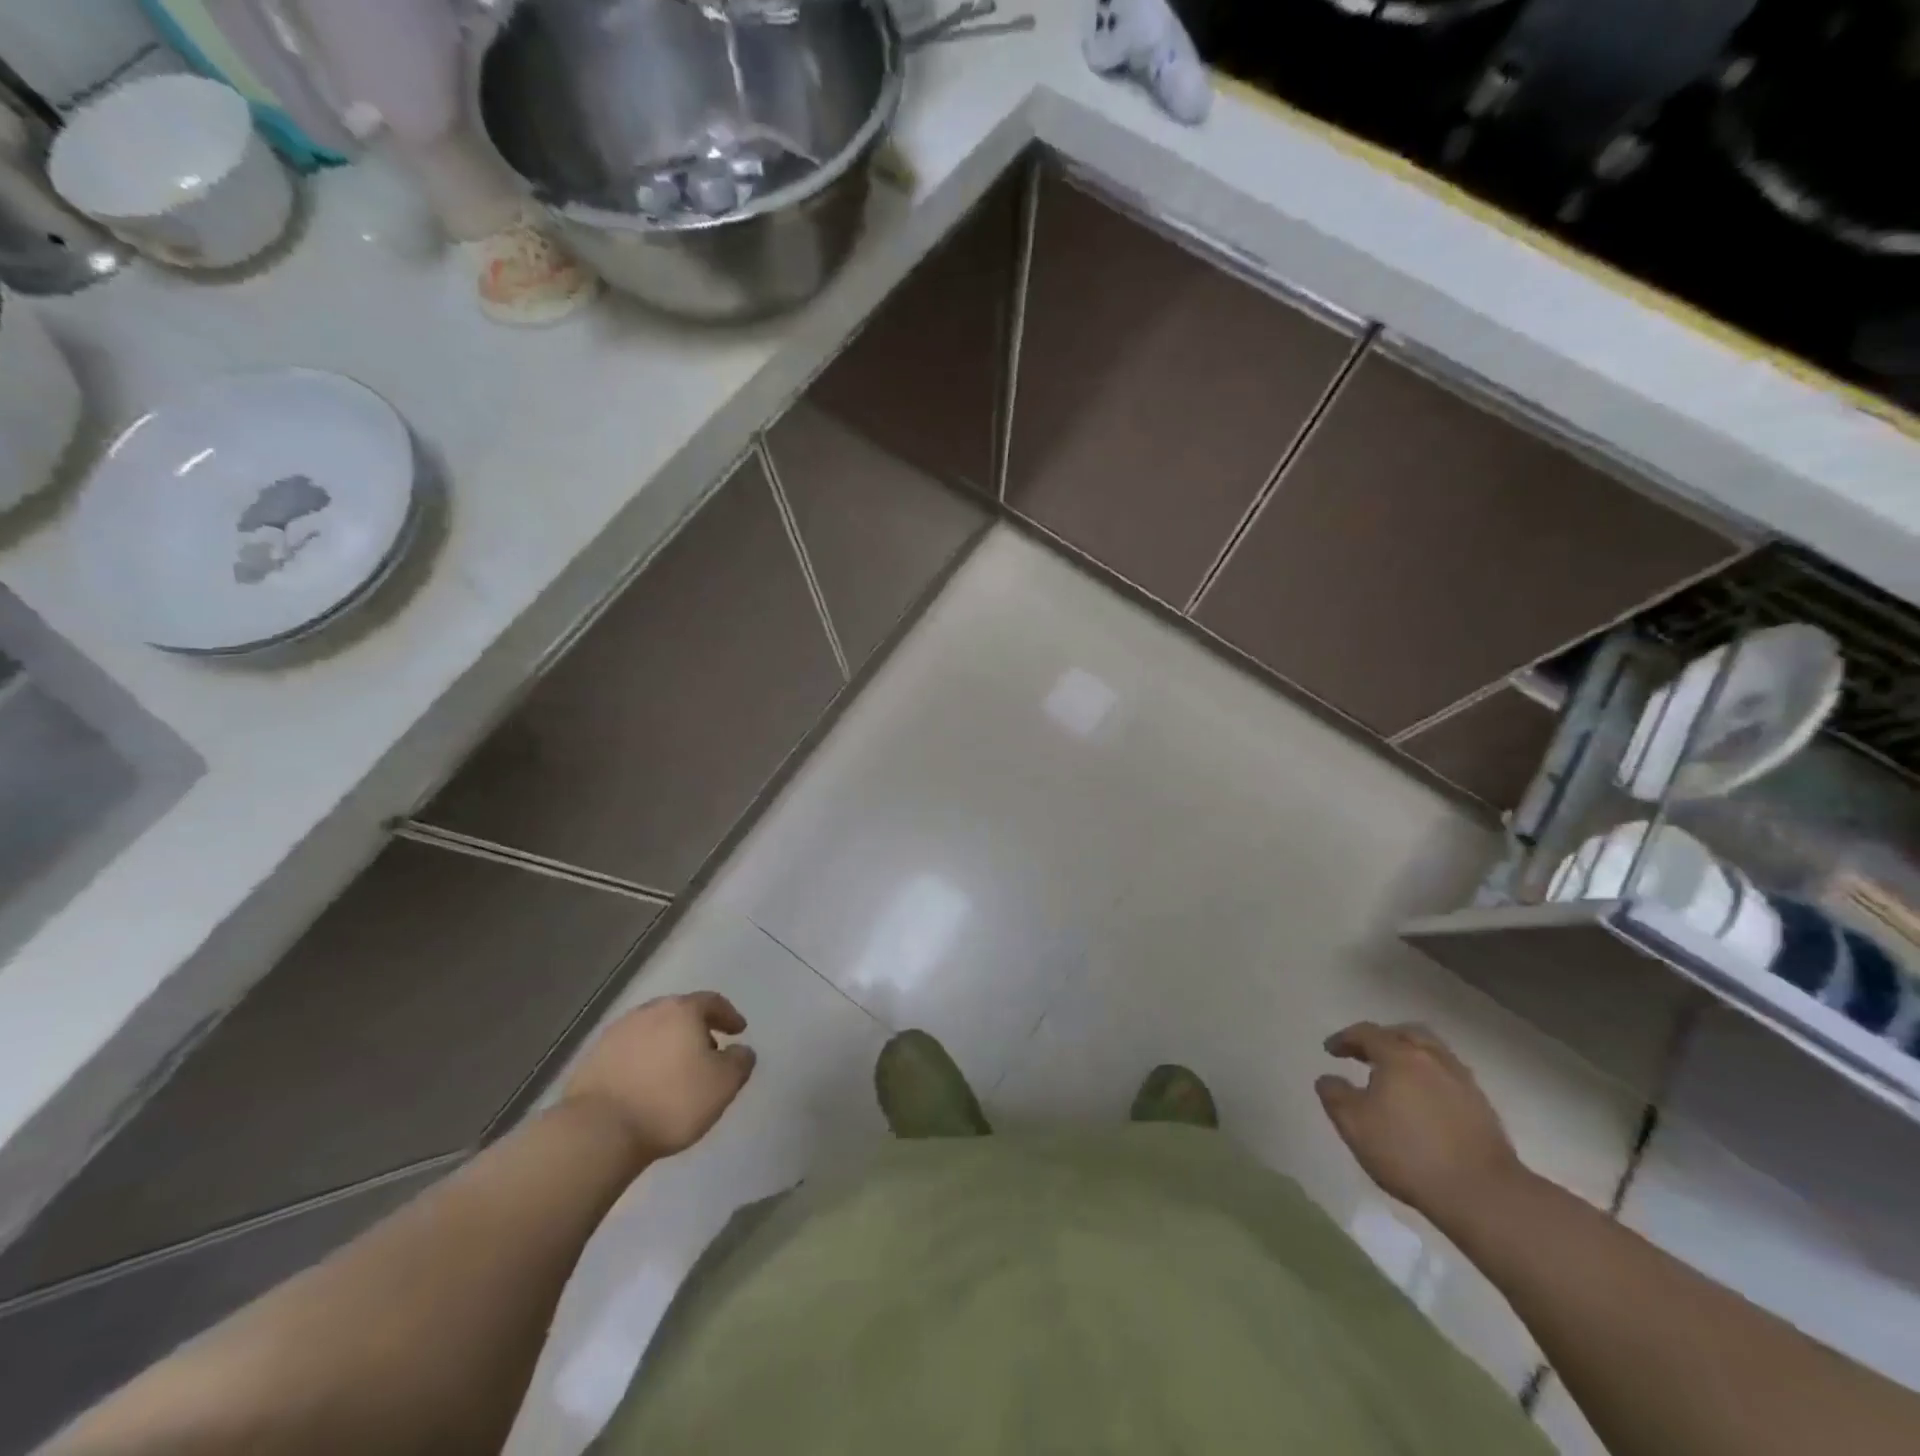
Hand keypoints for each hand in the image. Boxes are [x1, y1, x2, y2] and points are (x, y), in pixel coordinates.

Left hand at [563, 992, 755, 1161]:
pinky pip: (628, 1052)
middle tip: (708, 1051)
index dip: (729, 1015)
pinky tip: (645, 1084)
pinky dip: (643, 1061)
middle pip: (679, 1013)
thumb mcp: (723, 1085)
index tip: (738, 1031)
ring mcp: (616, 1033)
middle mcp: (648, 1012)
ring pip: (652, 1031)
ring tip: (675, 1070)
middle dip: (697, 1029)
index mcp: (682, 1011)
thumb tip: (741, 1050)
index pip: (712, 1002)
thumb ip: (740, 1062)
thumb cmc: (672, 1101)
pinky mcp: (592, 1058)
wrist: (599, 1131)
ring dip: (667, 1044)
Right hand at [1315, 1021, 1523, 1222]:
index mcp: (1399, 1056)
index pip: (1367, 1033)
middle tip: (1366, 1053)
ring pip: (1432, 1053)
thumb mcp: (1354, 1125)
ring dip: (1410, 1056)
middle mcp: (1433, 1059)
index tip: (1330, 1050)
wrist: (1482, 1194)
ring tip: (1396, 1076)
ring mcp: (1462, 1082)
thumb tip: (1328, 1079)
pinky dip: (1430, 1078)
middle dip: (1382, 1039)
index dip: (1345, 1038)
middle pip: (1405, 1034)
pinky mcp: (1482, 1107)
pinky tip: (1424, 1101)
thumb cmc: (1408, 1153)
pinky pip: (1449, 1077)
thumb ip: (1335, 1096)